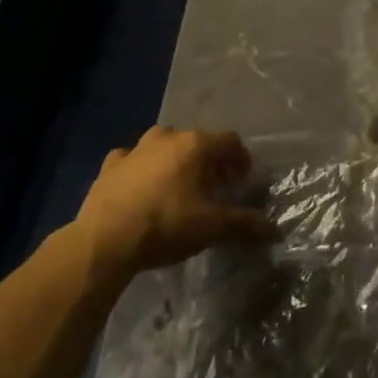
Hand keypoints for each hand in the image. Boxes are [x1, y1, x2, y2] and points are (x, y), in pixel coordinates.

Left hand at [75, 126, 274, 279]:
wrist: (105, 240)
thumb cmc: (166, 225)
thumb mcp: (212, 227)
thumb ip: (245, 224)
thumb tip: (272, 228)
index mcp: (196, 145)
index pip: (229, 141)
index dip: (240, 159)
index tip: (242, 181)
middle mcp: (167, 137)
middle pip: (197, 141)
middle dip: (209, 161)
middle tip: (214, 188)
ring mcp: (136, 148)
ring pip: (163, 146)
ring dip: (175, 161)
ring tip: (178, 188)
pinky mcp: (110, 165)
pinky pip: (132, 160)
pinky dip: (140, 169)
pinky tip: (141, 189)